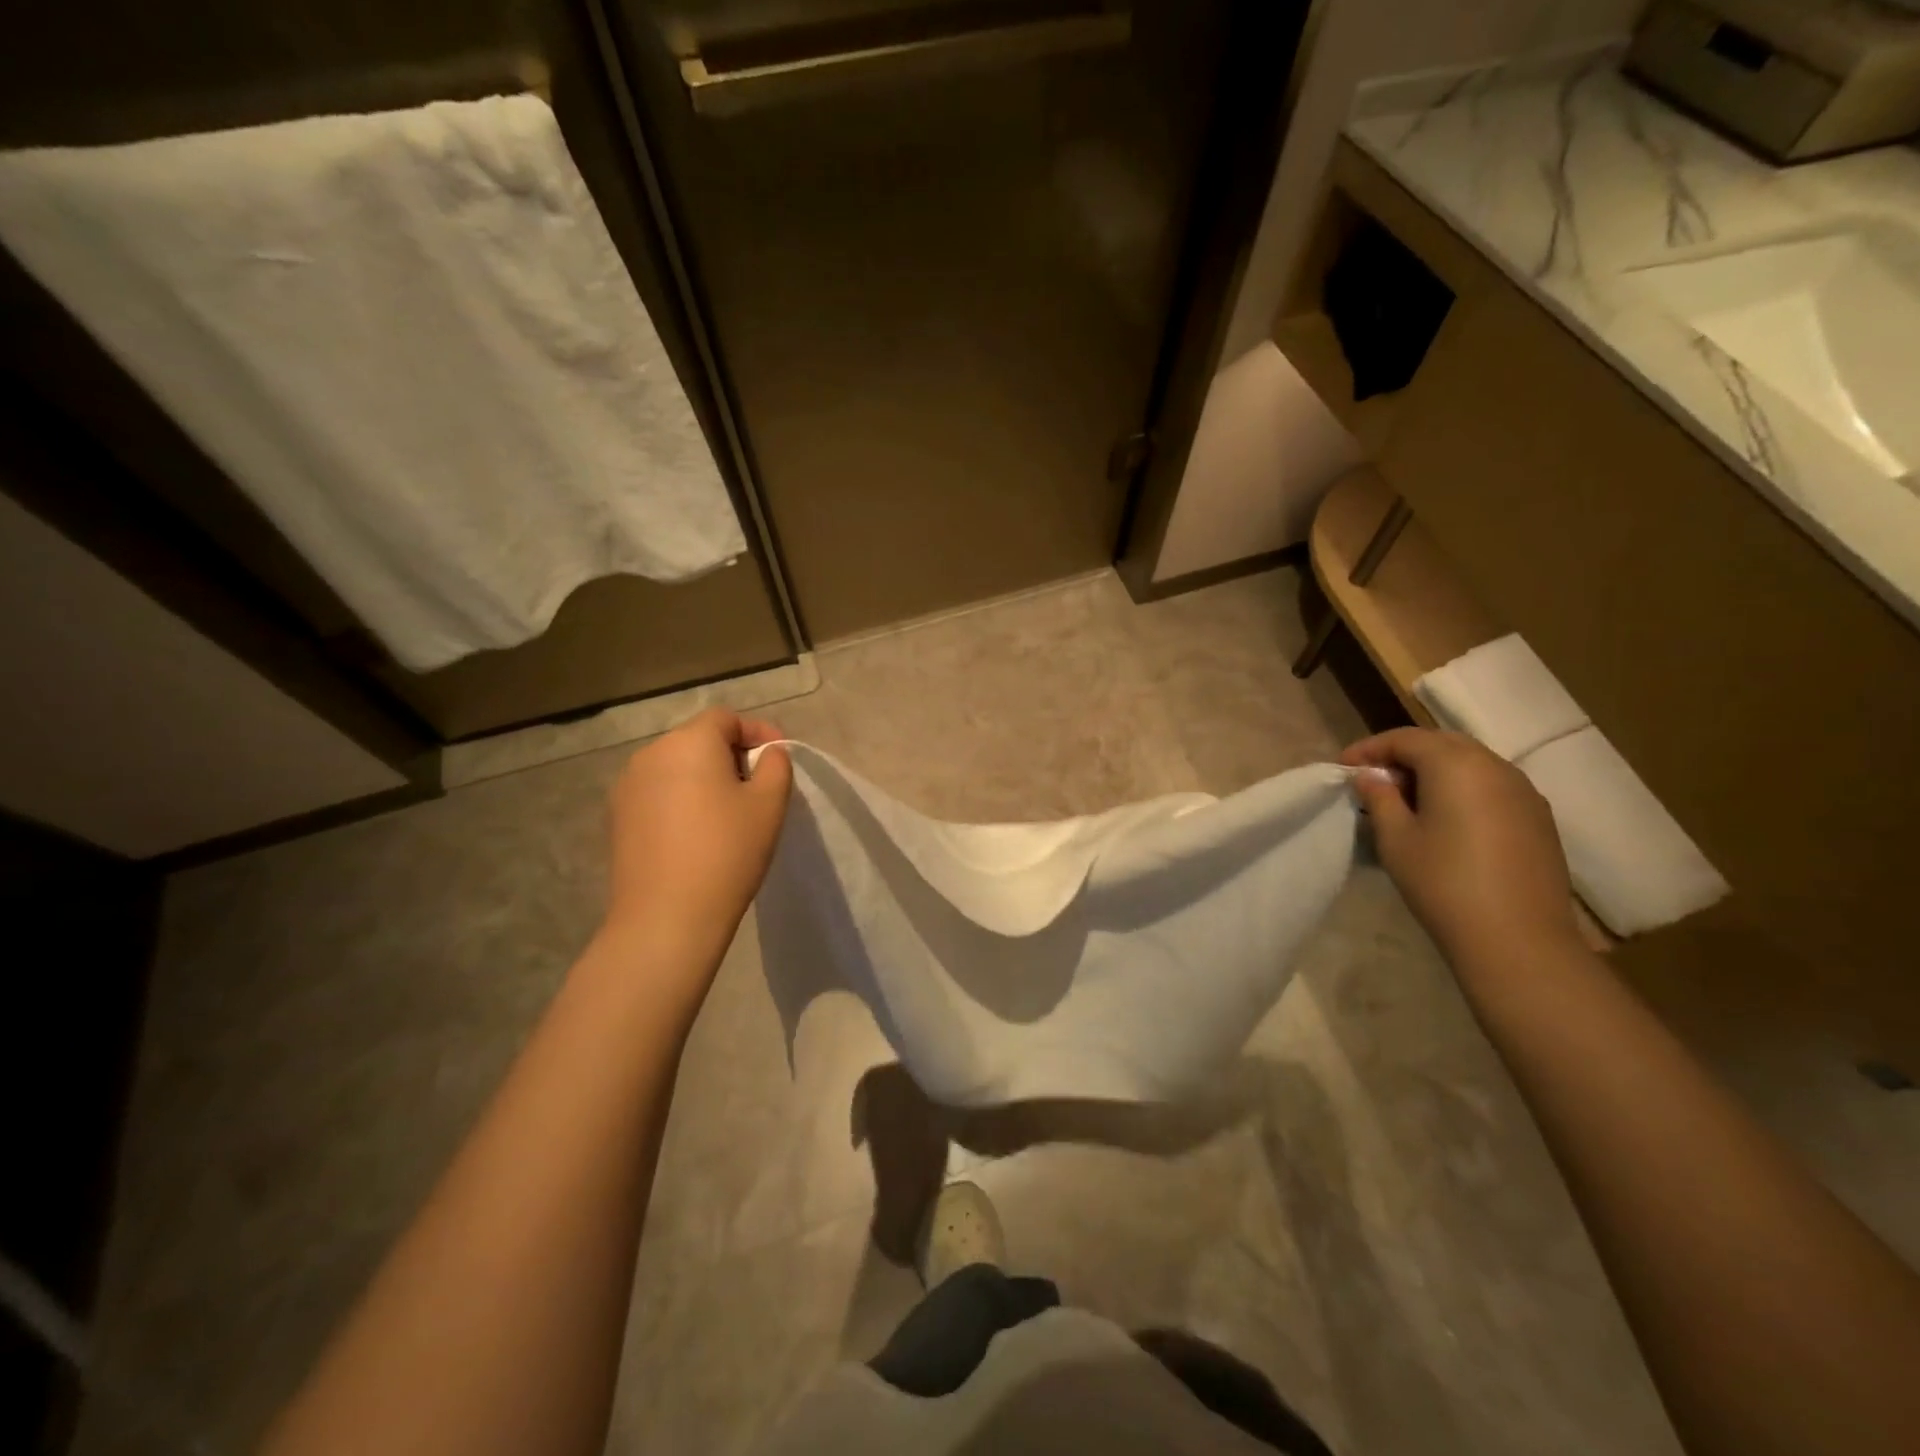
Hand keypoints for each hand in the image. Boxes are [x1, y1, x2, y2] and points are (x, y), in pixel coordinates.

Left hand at [603, 709, 792, 967]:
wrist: (667, 917)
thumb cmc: (727, 852)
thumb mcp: (769, 804)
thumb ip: (776, 766)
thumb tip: (767, 753)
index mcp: (689, 742)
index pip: (726, 718)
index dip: (757, 732)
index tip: (780, 758)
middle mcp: (651, 754)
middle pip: (698, 739)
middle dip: (731, 754)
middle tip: (758, 787)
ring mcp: (627, 786)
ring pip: (676, 767)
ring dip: (704, 777)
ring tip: (728, 812)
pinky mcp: (617, 817)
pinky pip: (658, 793)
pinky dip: (681, 799)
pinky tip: (697, 833)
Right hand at [1341, 727, 1577, 963]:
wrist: (1518, 939)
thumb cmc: (1443, 883)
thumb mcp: (1395, 839)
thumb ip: (1380, 798)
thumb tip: (1370, 776)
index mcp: (1456, 765)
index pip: (1405, 738)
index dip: (1369, 749)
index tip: (1343, 768)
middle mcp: (1495, 767)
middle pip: (1441, 744)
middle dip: (1403, 755)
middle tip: (1373, 781)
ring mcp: (1524, 791)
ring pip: (1470, 763)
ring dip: (1434, 771)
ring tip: (1406, 800)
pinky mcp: (1538, 817)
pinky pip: (1492, 786)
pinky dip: (1462, 789)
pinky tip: (1445, 819)